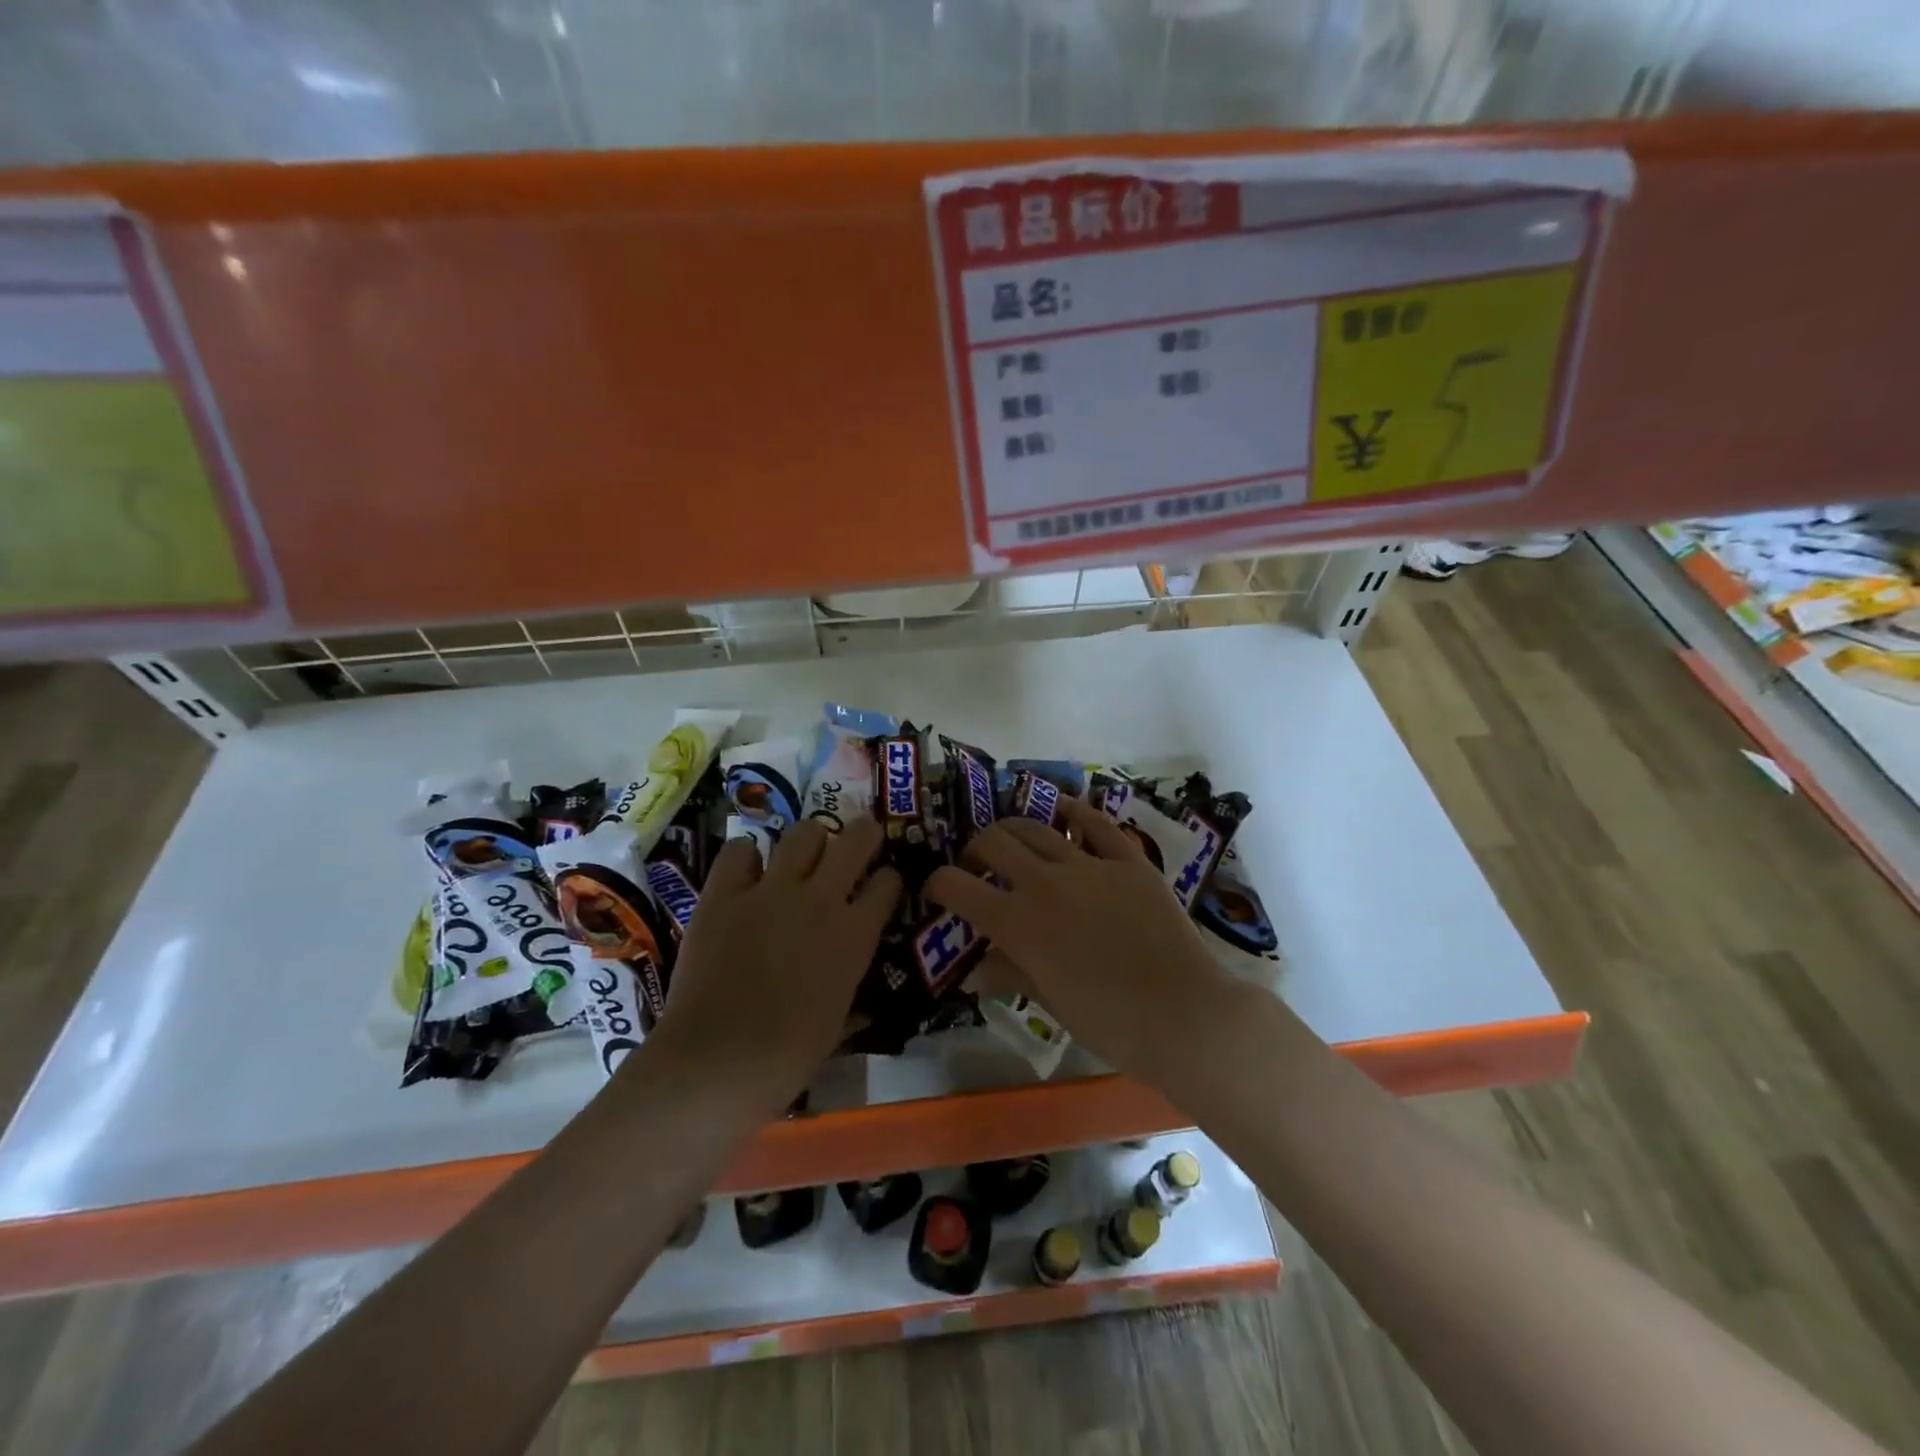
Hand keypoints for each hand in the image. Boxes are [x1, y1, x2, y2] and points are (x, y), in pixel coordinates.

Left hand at [648, 817, 900, 1113]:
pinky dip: (745, 857)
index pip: (889, 883)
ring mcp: (771, 891)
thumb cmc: (787, 1058)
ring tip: (802, 855)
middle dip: (863, 833)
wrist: (718, 1061)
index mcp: (855, 935)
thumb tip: (861, 1009)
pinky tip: (745, 873)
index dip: (888, 881)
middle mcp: (821, 899)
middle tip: (858, 842)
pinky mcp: (725, 893)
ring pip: (803, 833)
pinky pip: (739, 851)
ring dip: (809, 840)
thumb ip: (850, 1001)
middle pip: (855, 838)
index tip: (882, 887)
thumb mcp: (836, 1028)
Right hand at [927, 797, 1237, 1082]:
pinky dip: (1072, 811)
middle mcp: (1044, 882)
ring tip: (1013, 842)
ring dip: (1014, 830)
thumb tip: (974, 968)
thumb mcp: (1048, 1001)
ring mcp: (1088, 865)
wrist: (1182, 1015)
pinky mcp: (1127, 859)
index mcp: (1017, 923)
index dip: (938, 884)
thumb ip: (1008, 972)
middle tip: (978, 866)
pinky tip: (1061, 810)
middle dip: (974, 850)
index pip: (957, 886)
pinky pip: (1094, 823)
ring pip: (1036, 826)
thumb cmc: (1108, 1021)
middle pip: (993, 842)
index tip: (938, 891)